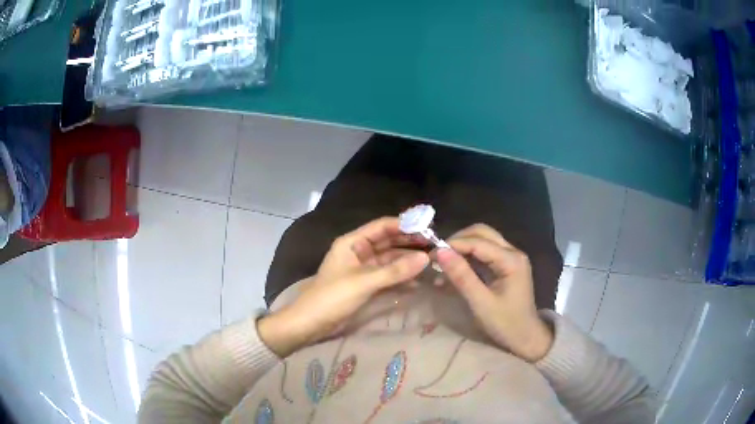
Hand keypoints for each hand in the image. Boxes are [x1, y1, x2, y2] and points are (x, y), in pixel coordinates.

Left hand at [258, 217, 429, 356]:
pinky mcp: (366, 285)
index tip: (428, 228)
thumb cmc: (332, 297)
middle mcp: (359, 252)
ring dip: (407, 262)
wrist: (311, 323)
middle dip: (409, 243)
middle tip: (435, 246)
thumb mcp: (364, 282)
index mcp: (352, 242)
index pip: (382, 226)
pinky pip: (387, 276)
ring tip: (431, 263)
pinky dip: (401, 278)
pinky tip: (417, 281)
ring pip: (390, 260)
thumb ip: (395, 271)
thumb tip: (425, 258)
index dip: (404, 225)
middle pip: (388, 242)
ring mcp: (363, 269)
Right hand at [436, 224, 552, 361]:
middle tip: (438, 256)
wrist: (526, 339)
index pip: (478, 241)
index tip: (430, 254)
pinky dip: (468, 257)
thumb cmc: (505, 324)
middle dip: (458, 241)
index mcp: (511, 260)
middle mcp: (513, 252)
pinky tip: (455, 268)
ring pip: (483, 240)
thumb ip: (461, 276)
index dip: (453, 244)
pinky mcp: (506, 266)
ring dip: (462, 247)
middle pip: (482, 233)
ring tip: (443, 262)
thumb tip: (440, 252)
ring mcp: (511, 258)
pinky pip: (485, 253)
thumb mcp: (480, 303)